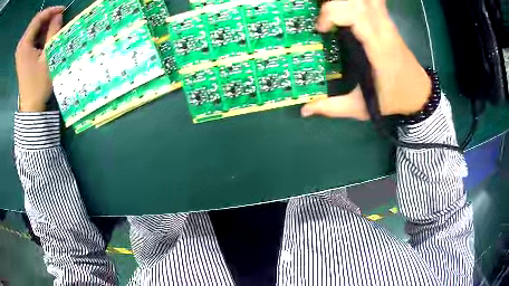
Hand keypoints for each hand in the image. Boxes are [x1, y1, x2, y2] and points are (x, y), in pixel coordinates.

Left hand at [15, 6, 64, 111]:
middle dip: (46, 16)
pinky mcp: (20, 55)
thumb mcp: (48, 56)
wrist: (31, 106)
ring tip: (51, 27)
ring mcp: (19, 51)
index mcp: (24, 45)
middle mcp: (21, 46)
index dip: (51, 11)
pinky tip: (43, 36)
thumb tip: (59, 15)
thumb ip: (52, 32)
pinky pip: (29, 36)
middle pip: (34, 21)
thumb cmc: (39, 84)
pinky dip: (37, 32)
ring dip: (42, 24)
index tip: (63, 10)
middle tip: (57, 17)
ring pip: (32, 28)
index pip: (38, 18)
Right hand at [301, 0, 430, 119]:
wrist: (419, 93)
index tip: (320, 29)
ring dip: (345, 1)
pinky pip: (372, 0)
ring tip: (331, 12)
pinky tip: (348, 6)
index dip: (332, 13)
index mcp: (378, 48)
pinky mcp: (387, 21)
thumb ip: (333, 108)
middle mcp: (383, 29)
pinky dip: (357, 1)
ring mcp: (387, 22)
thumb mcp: (362, 108)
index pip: (356, 14)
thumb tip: (305, 110)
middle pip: (358, 0)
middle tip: (323, 18)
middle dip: (334, 3)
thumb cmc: (393, 99)